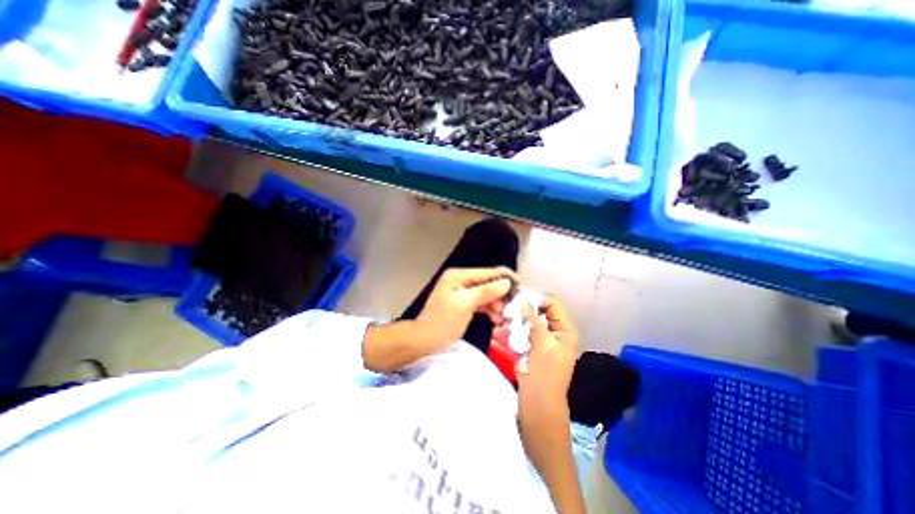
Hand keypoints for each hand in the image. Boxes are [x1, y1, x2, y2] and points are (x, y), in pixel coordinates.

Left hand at [417, 269, 516, 349]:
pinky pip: (481, 303)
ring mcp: (463, 292)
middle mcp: (462, 280)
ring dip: (497, 304)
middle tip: (514, 307)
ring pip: (486, 294)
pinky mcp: (464, 303)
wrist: (425, 340)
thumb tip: (506, 282)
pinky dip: (489, 310)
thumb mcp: (465, 304)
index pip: (487, 272)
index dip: (505, 277)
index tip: (522, 285)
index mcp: (459, 276)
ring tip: (504, 316)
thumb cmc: (443, 321)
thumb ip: (486, 291)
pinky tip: (497, 319)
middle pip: (488, 283)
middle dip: (501, 294)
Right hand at [515, 300, 585, 513]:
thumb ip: (533, 320)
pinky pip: (519, 335)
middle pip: (537, 313)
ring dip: (512, 321)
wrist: (538, 405)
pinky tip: (498, 332)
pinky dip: (510, 333)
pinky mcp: (528, 348)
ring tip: (498, 318)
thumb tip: (522, 300)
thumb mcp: (543, 343)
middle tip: (503, 306)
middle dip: (520, 310)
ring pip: (525, 323)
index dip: (535, 298)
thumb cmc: (546, 374)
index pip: (552, 305)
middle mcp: (553, 332)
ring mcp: (539, 341)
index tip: (516, 294)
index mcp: (564, 330)